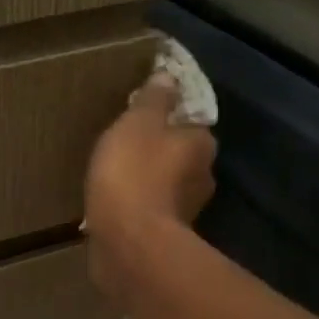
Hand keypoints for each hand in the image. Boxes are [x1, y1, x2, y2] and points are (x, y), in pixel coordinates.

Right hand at [84, 77, 215, 302]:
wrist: (128, 243)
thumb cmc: (133, 173)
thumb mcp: (137, 123)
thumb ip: (153, 99)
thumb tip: (168, 75)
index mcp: (201, 144)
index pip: (191, 123)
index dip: (169, 119)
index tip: (143, 119)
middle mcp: (203, 177)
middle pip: (182, 157)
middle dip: (160, 154)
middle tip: (126, 148)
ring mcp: (186, 213)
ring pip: (167, 188)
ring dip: (149, 184)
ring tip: (116, 179)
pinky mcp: (165, 239)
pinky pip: (150, 214)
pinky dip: (137, 210)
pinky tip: (115, 208)